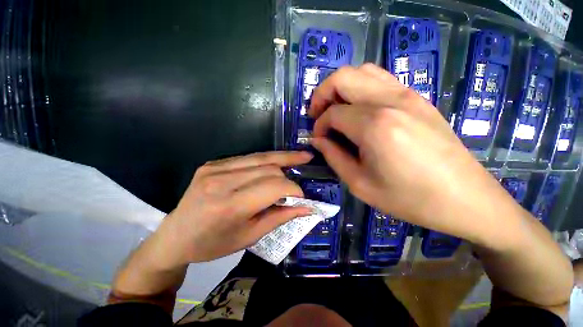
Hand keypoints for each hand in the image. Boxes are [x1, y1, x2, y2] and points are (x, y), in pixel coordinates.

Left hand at [153, 151, 312, 265]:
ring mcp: (215, 167)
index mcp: (229, 205)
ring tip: (302, 156)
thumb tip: (307, 207)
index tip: (302, 197)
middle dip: (288, 177)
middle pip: (269, 169)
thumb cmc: (213, 244)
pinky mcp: (214, 162)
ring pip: (261, 157)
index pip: (274, 186)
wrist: (176, 236)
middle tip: (297, 187)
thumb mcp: (250, 236)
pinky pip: (249, 157)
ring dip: (284, 158)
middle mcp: (221, 181)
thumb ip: (280, 217)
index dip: (293, 189)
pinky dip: (267, 160)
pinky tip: (278, 161)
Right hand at [308, 64, 519, 243]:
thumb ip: (333, 156)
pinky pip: (380, 79)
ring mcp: (407, 94)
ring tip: (336, 110)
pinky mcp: (417, 97)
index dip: (319, 126)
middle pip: (342, 77)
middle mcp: (390, 100)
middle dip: (322, 94)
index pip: (333, 114)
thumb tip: (317, 139)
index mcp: (375, 126)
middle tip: (318, 116)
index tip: (319, 139)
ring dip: (341, 87)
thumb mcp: (360, 184)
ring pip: (362, 71)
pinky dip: (360, 87)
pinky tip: (359, 109)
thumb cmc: (409, 198)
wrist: (464, 198)